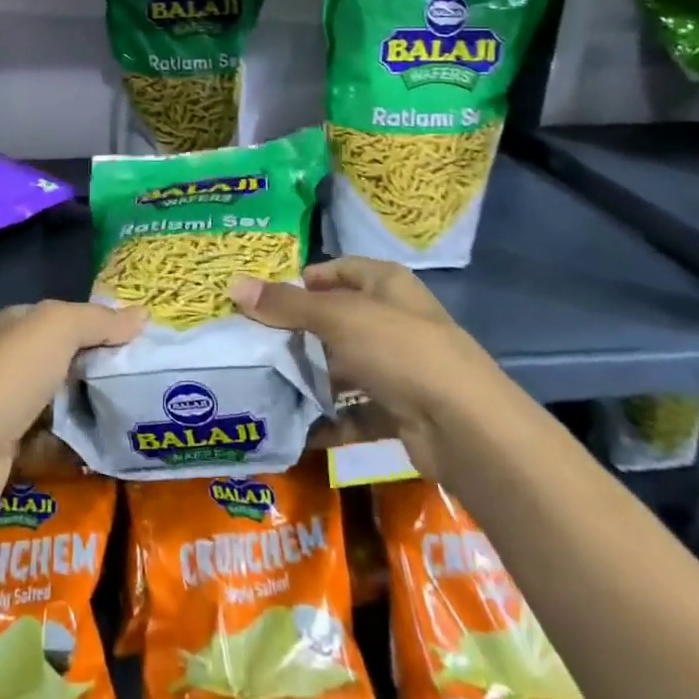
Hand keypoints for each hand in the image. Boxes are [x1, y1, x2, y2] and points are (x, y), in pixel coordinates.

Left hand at [0, 300, 142, 515]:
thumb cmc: (10, 378)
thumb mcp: (56, 330)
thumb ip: (98, 320)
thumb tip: (142, 314)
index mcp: (18, 324)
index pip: (69, 317)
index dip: (103, 325)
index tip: (142, 342)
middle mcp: (12, 359)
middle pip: (69, 359)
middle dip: (103, 369)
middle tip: (145, 382)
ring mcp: (10, 404)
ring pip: (64, 401)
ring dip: (93, 409)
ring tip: (135, 416)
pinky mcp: (13, 445)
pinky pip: (55, 439)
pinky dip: (76, 444)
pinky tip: (107, 447)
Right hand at [230, 258, 499, 461]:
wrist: (464, 427)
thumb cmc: (399, 350)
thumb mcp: (337, 318)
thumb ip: (286, 305)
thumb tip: (234, 285)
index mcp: (387, 285)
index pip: (339, 270)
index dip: (304, 280)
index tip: (264, 298)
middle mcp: (394, 320)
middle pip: (337, 320)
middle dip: (299, 333)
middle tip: (254, 343)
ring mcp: (400, 368)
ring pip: (344, 367)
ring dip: (312, 378)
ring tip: (267, 384)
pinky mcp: (401, 410)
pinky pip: (355, 411)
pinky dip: (330, 420)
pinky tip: (298, 427)